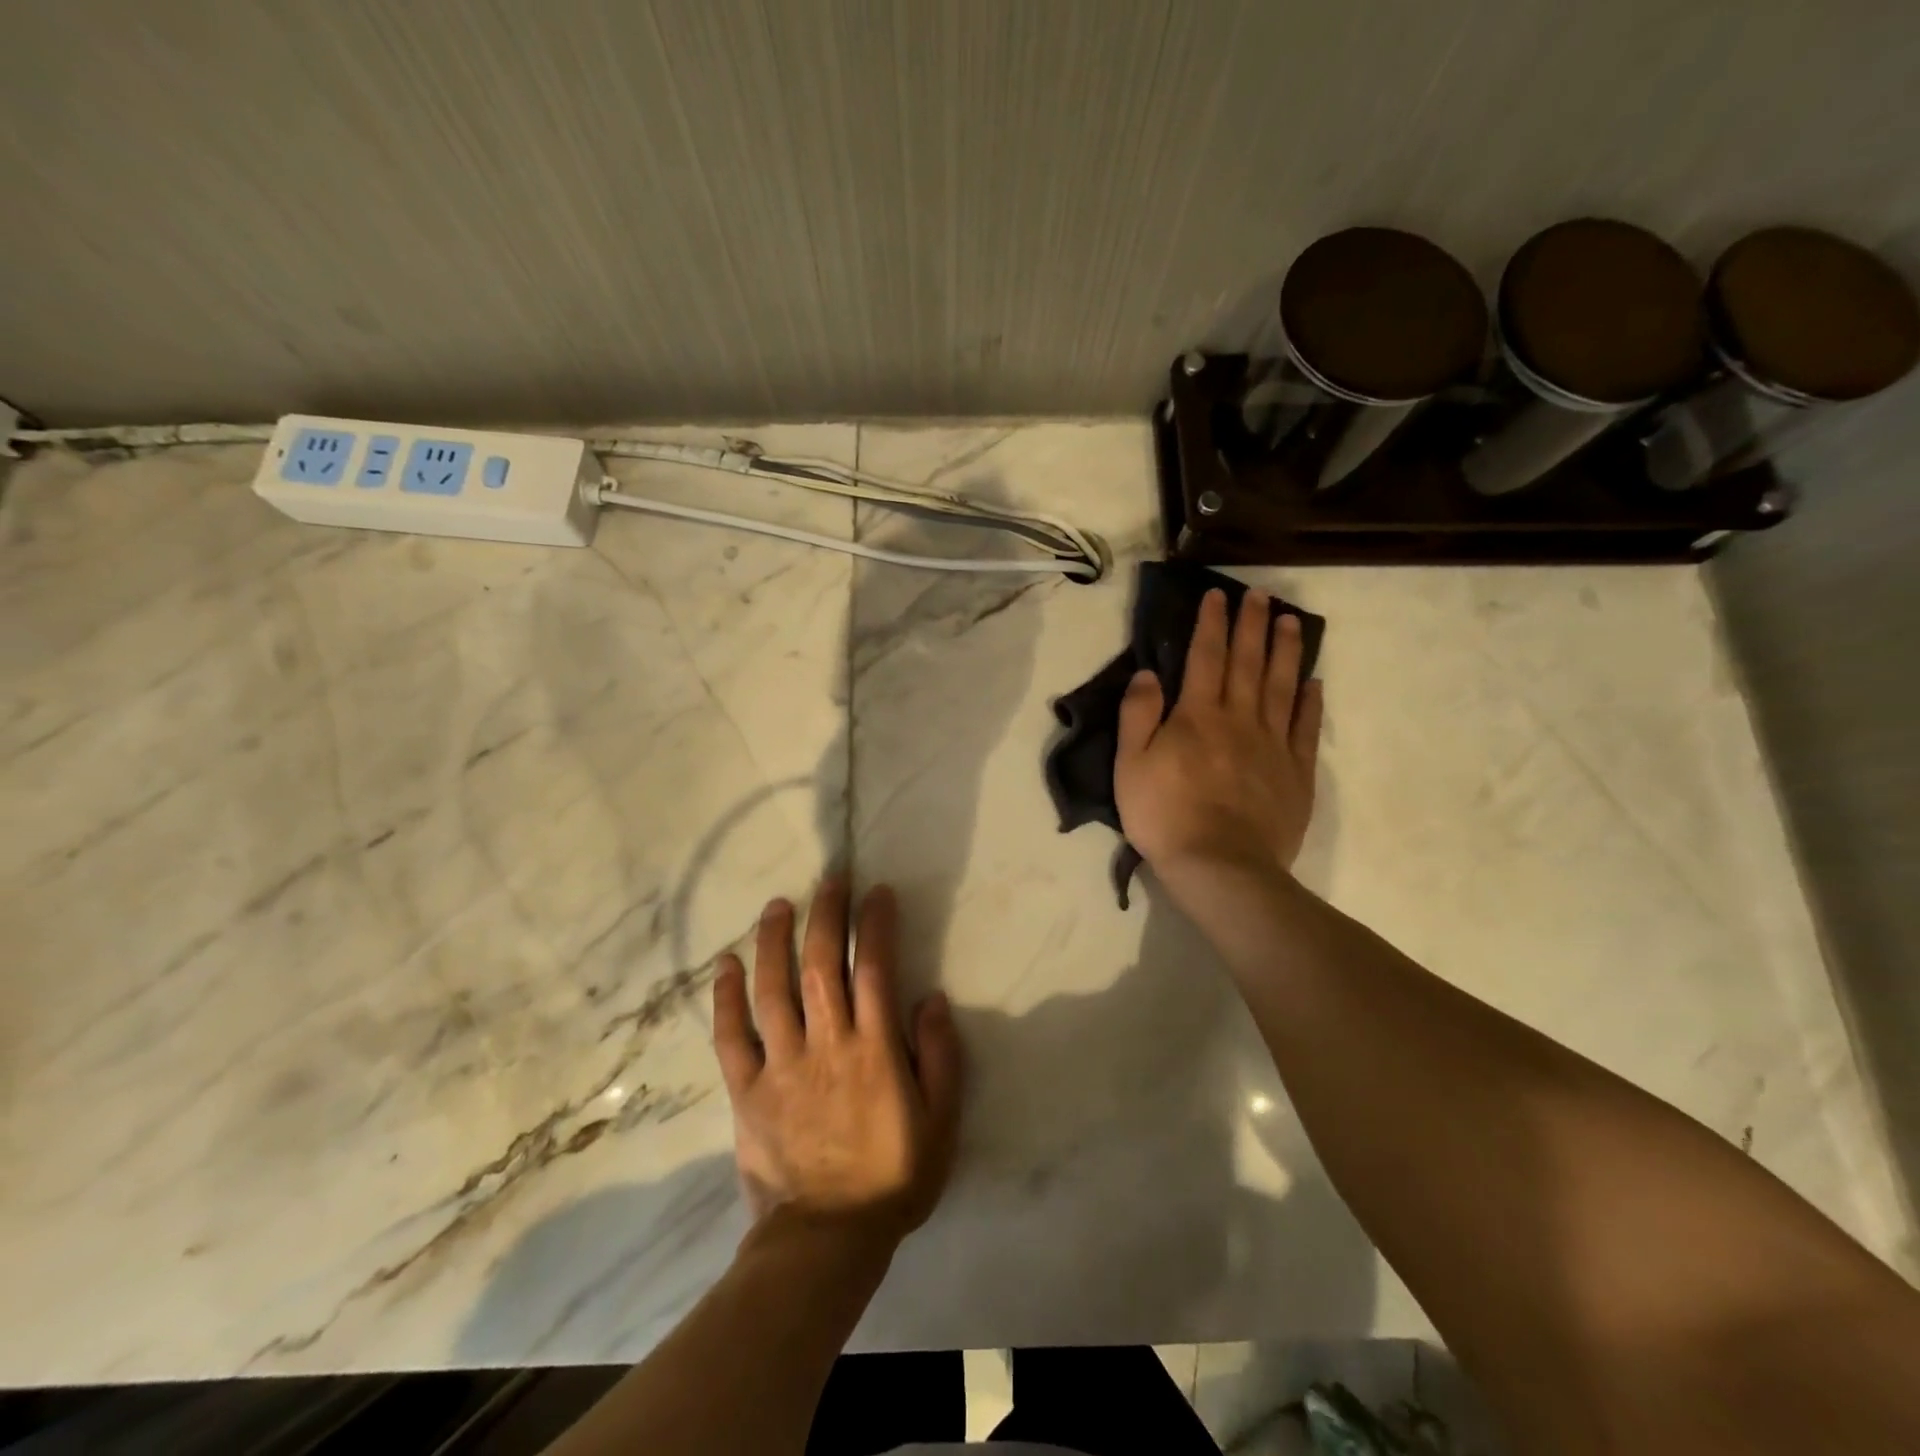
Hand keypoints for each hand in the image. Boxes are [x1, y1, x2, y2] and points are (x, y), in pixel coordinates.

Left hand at [712, 880, 964, 1245]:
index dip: (875, 924)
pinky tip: (726, 965)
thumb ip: (941, 1057)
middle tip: (830, 879)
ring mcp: (781, 1066)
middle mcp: (825, 1045)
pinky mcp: (747, 1091)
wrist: (826, 1241)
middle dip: (825, 915)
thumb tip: (932, 998)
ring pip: (773, 989)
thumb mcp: (941, 1122)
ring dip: (774, 941)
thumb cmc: (893, 1178)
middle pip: (821, 965)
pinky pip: (731, 1038)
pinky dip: (726, 999)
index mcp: (874, 1050)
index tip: (877, 892)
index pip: (874, 969)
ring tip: (777, 905)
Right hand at [1114, 587, 1323, 896]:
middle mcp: (1239, 719)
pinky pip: (1305, 728)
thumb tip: (1148, 673)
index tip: (1219, 595)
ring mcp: (1273, 744)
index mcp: (1197, 715)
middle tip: (1261, 594)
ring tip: (1292, 622)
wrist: (1220, 866)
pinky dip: (1310, 702)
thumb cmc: (1165, 815)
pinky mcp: (1295, 772)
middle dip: (1252, 625)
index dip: (1211, 623)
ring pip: (1281, 686)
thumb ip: (1138, 715)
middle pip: (1248, 662)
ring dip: (1286, 651)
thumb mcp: (1130, 765)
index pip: (1205, 657)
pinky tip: (1313, 682)